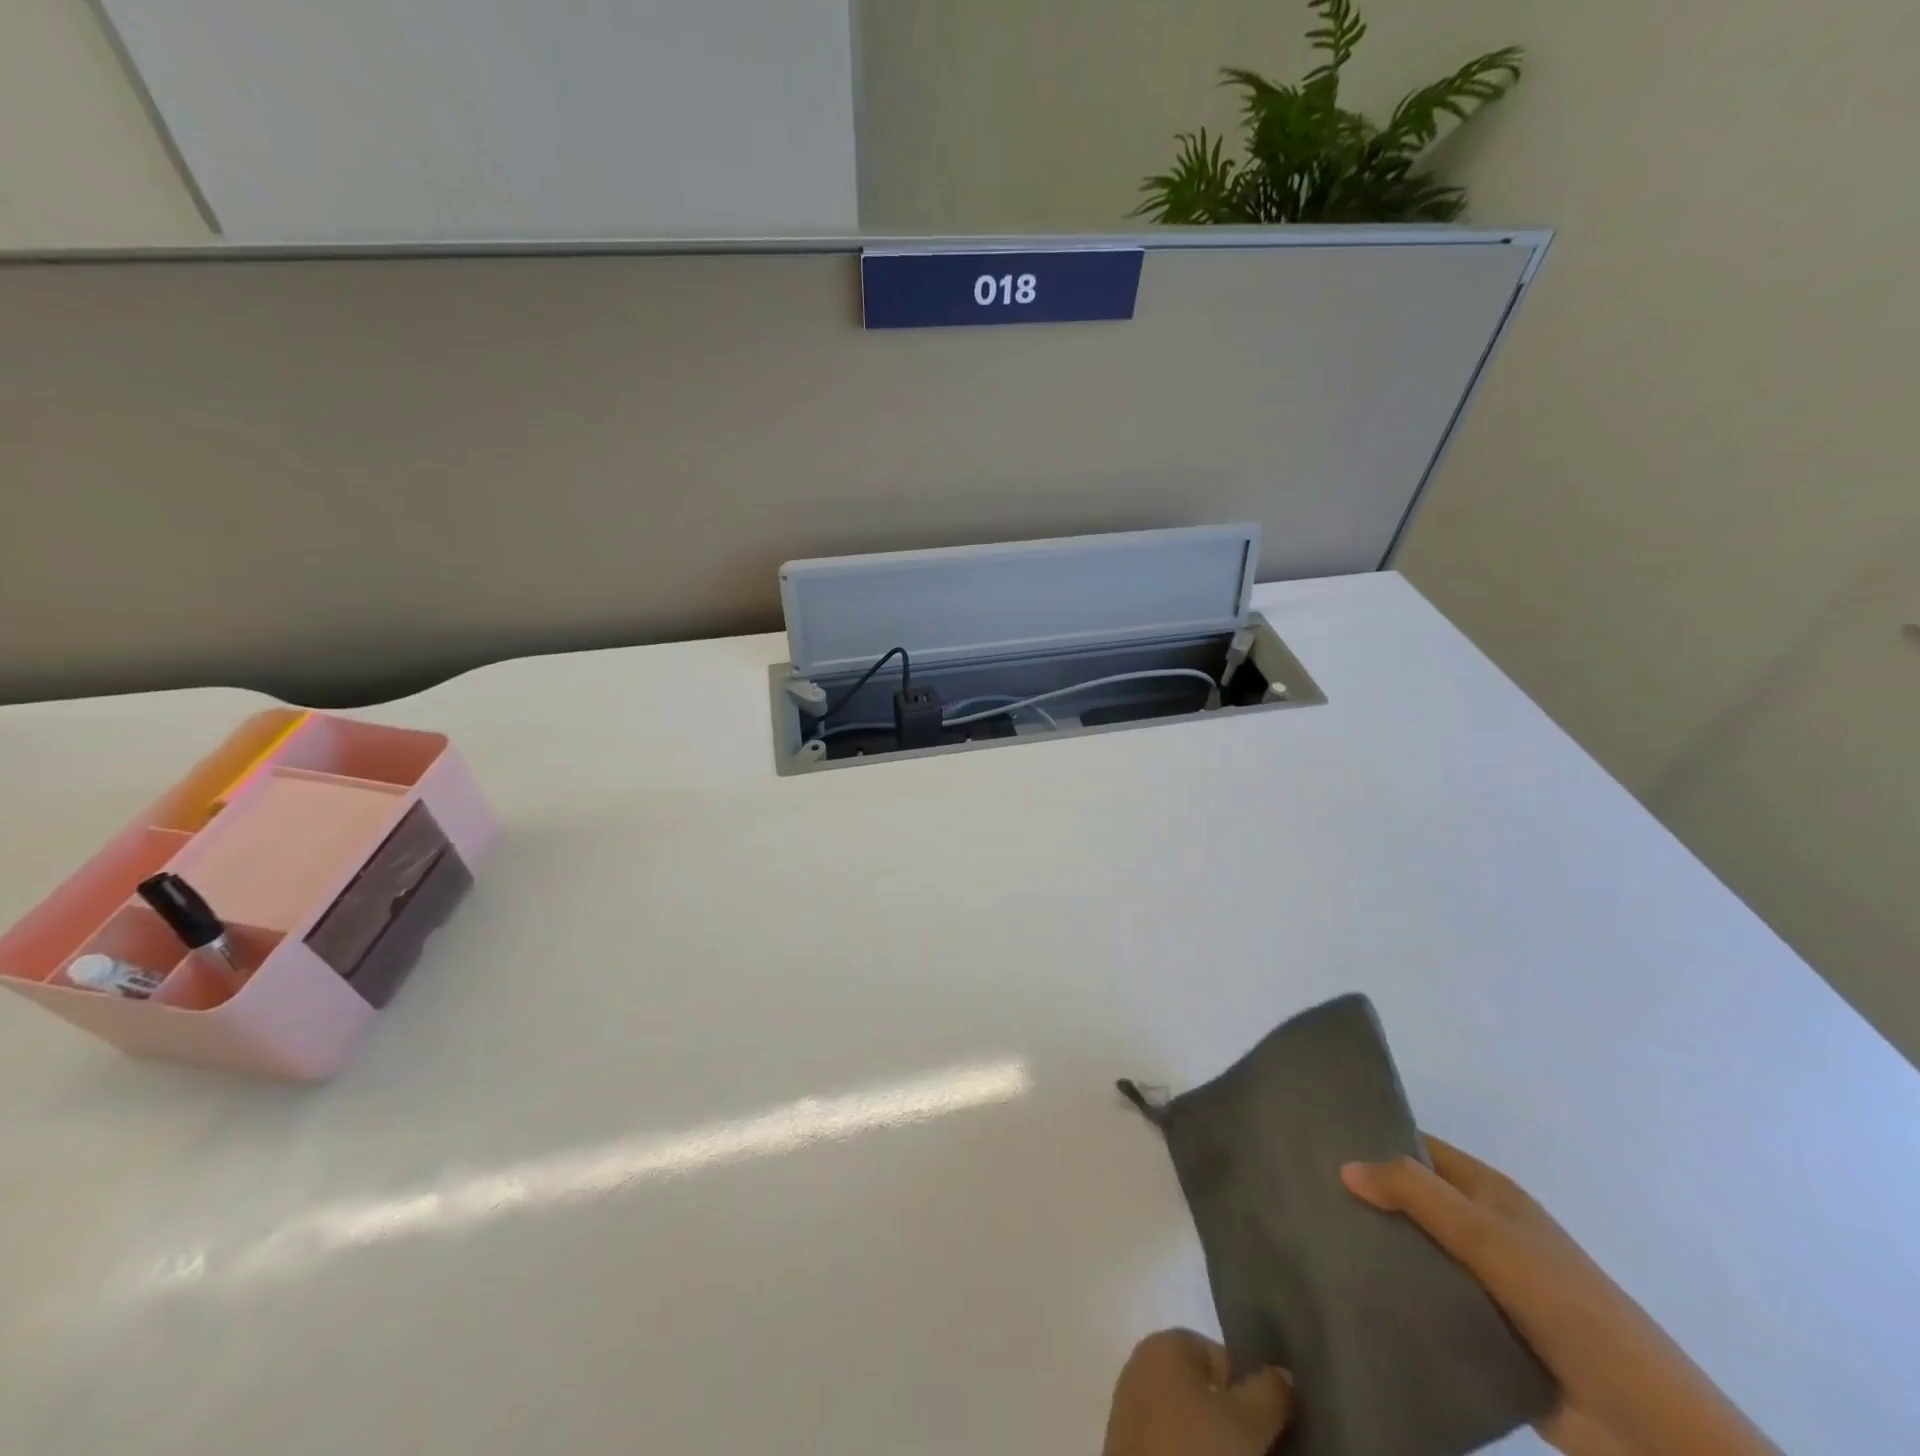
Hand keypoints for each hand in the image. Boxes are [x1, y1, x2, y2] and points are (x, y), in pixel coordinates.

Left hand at [1101, 1329, 1292, 1455]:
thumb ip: (1270, 1392)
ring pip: (1188, 1421)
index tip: (1269, 1432)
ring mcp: (1131, 1408)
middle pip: (1204, 1390)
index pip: (1221, 1357)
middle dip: (1232, 1422)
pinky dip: (1190, 1454)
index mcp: (1166, 1344)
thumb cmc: (1198, 1453)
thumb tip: (1284, 1374)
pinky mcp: (1126, 1448)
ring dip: (1213, 1444)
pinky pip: (1171, 1444)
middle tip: (1260, 1453)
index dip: (1250, 1394)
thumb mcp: (1248, 1423)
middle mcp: (1144, 1365)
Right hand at [1342, 1137, 1776, 1455]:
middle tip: (1299, 1190)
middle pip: (1410, 1200)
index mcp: (1488, 1194)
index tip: (1316, 1137)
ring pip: (1412, 1253)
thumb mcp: (1487, 1236)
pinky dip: (1392, 1296)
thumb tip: (1344, 1165)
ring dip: (1374, 1249)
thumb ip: (1416, 1194)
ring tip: (1309, 1239)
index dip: (1373, 1137)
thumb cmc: (1565, 1303)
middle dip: (1363, 1196)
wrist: (1642, 1422)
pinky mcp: (1477, 1332)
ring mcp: (1480, 1283)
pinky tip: (1345, 1291)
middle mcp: (1480, 1230)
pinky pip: (1423, 1302)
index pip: (1418, 1148)